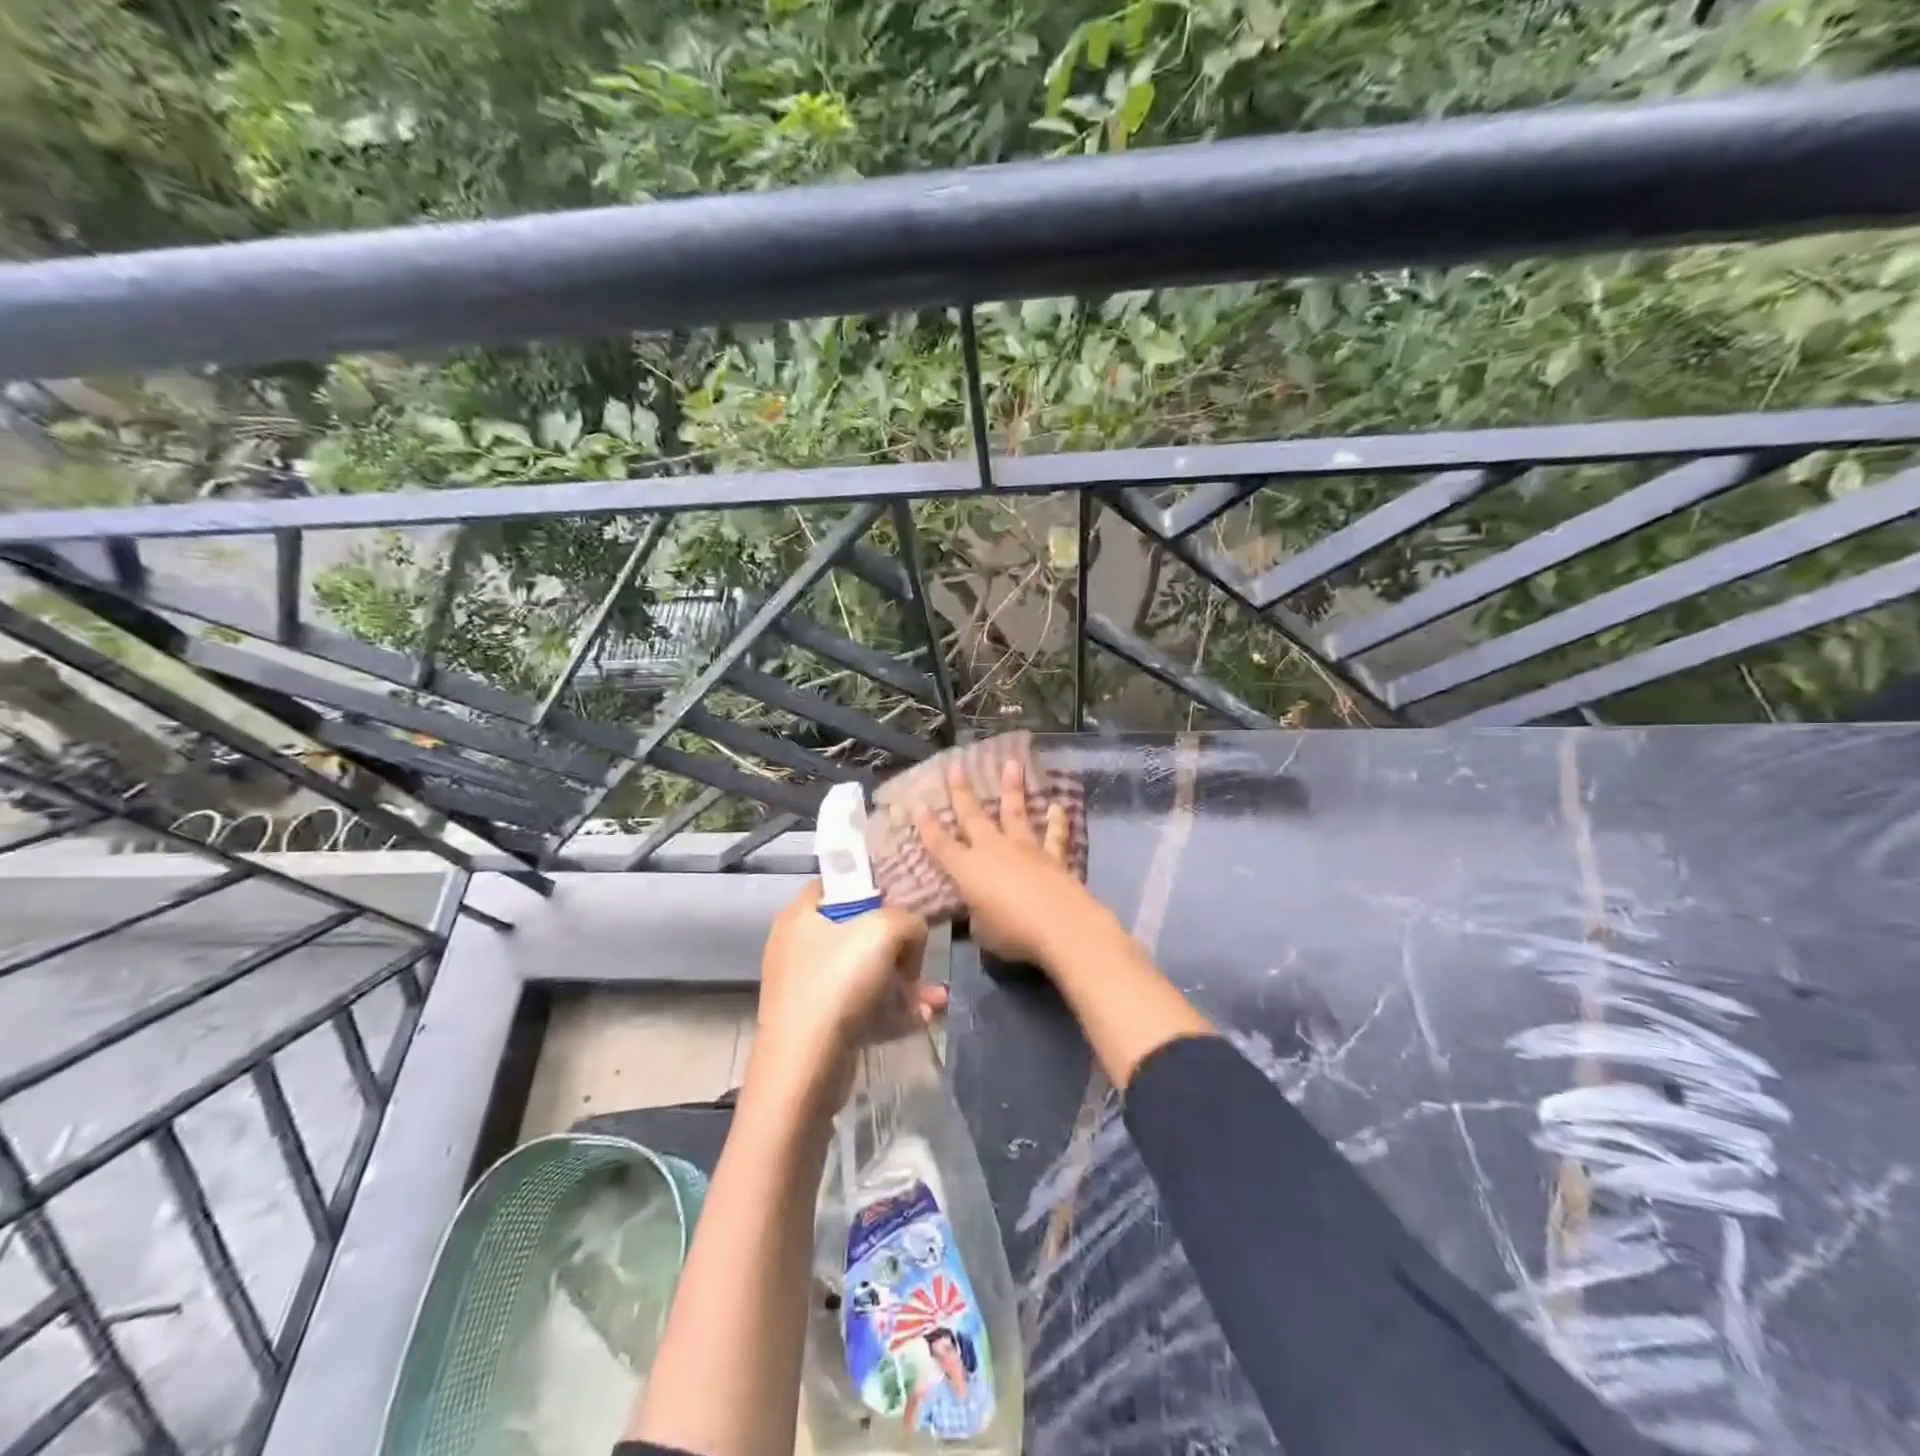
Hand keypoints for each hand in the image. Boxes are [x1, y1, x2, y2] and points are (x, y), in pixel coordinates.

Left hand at [750, 882, 941, 1111]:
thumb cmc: (837, 983)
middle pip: (859, 932)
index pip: (840, 884)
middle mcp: (799, 946)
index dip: (874, 889)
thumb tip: (910, 938)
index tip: (904, 907)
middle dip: (900, 948)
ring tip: (936, 998)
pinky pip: (863, 1007)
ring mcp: (807, 988)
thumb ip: (908, 921)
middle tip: (919, 963)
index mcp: (802, 914)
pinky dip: (892, 1011)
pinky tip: (923, 1018)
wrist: (803, 1068)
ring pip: (866, 974)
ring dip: (904, 984)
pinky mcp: (818, 1025)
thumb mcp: (885, 930)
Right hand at [912, 755, 1124, 971]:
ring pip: (1015, 812)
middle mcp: (993, 850)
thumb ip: (977, 915)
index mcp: (967, 870)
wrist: (1061, 926)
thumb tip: (980, 909)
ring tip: (1011, 763)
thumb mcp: (982, 931)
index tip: (917, 802)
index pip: (940, 844)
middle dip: (961, 791)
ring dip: (1012, 788)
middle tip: (956, 765)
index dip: (926, 825)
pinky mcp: (1053, 856)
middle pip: (972, 816)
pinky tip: (1058, 807)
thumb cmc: (1012, 933)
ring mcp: (1025, 849)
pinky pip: (1054, 835)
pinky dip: (1057, 821)